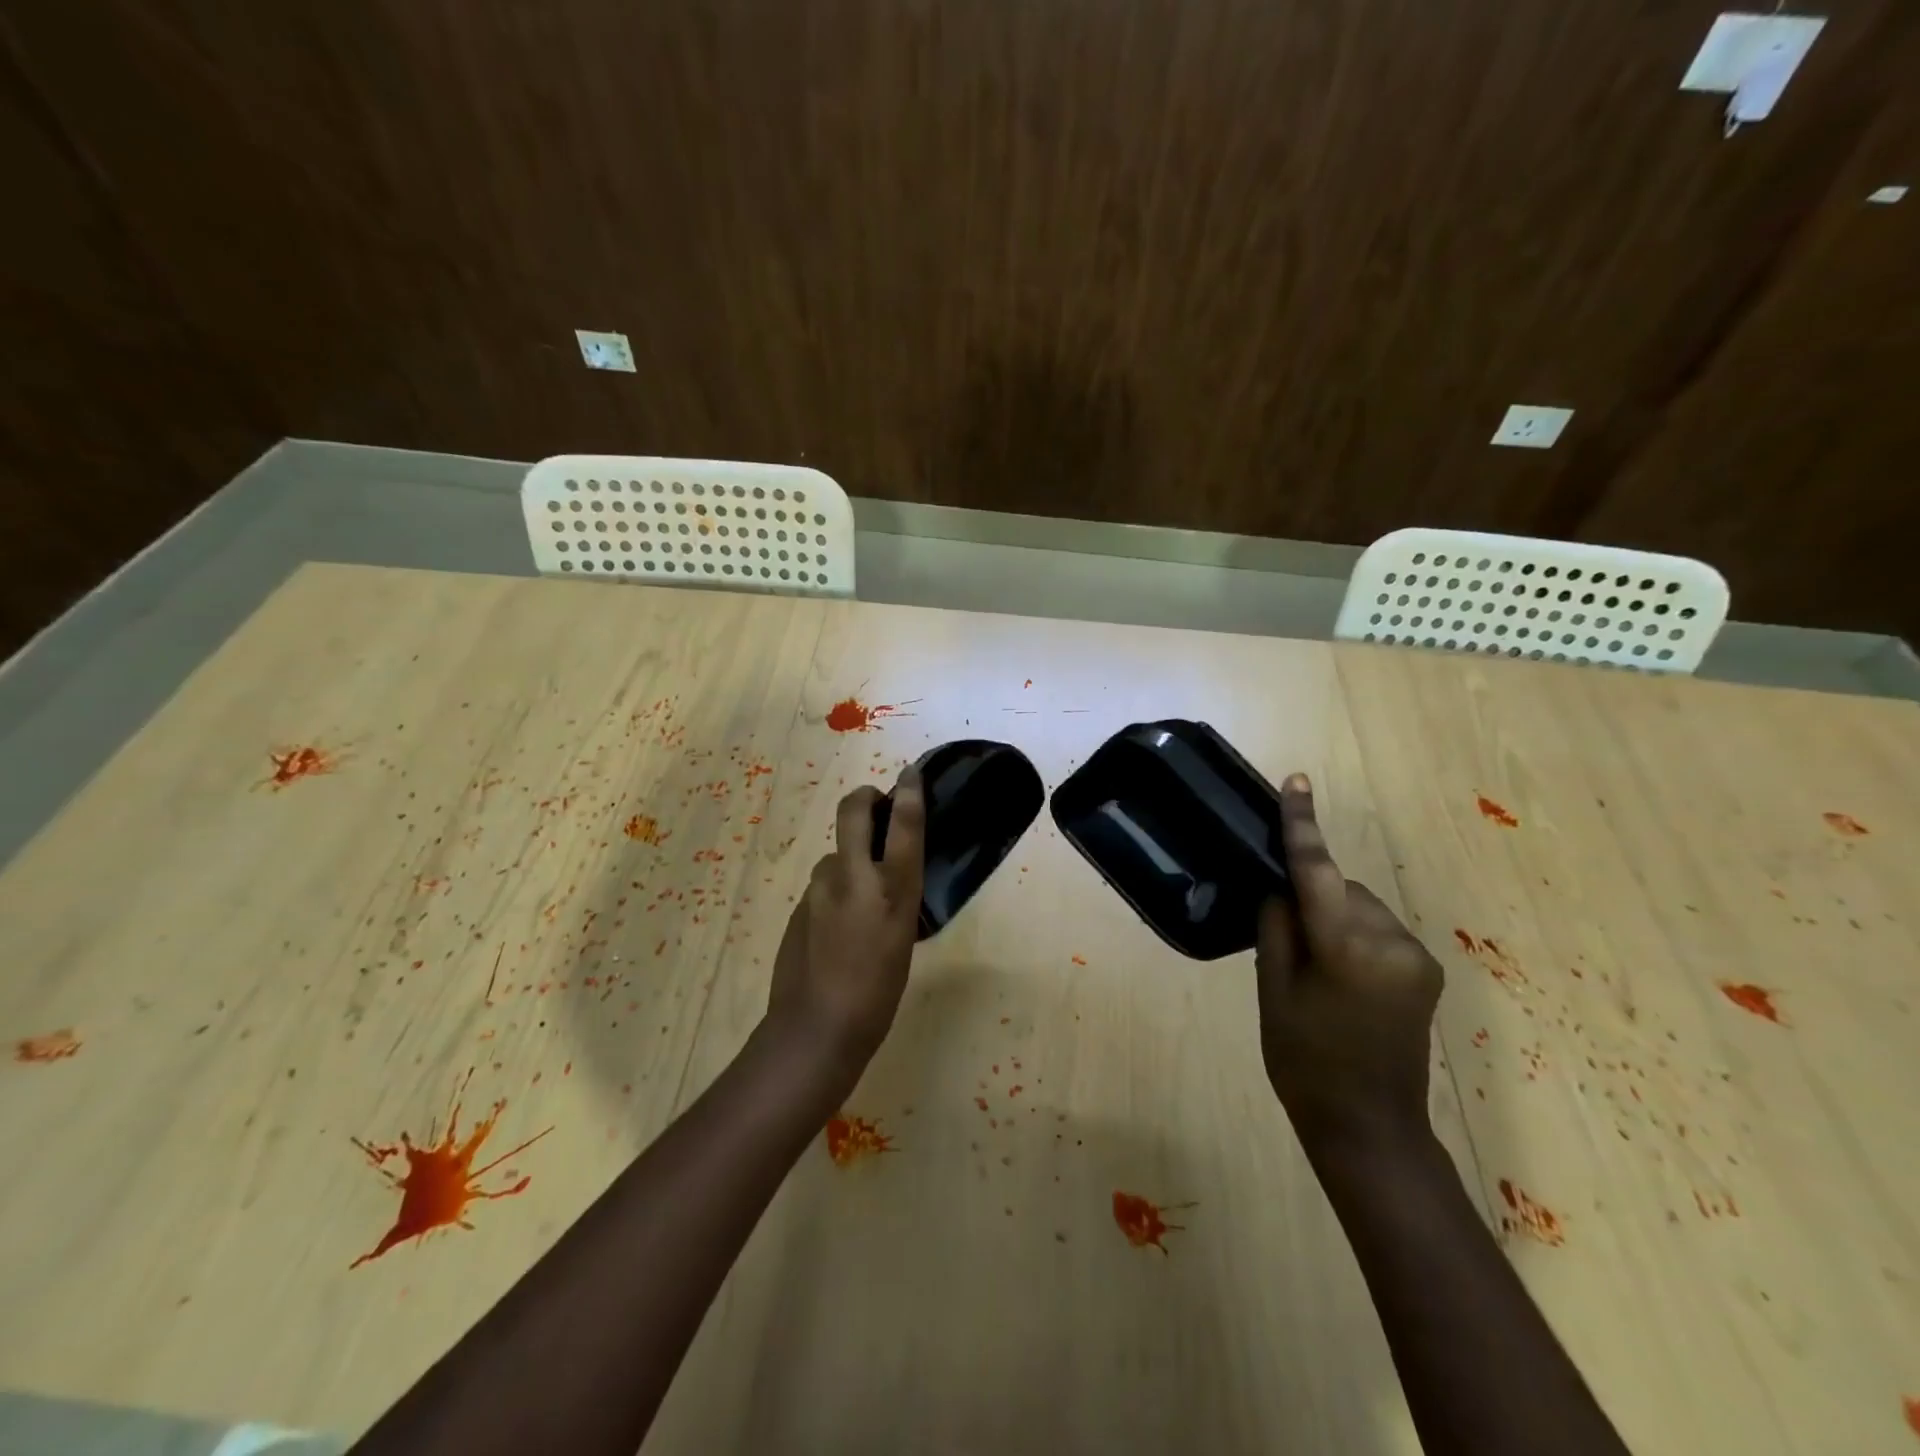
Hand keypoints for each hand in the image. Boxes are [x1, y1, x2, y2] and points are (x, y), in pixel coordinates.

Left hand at [766, 766, 925, 1075]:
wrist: (816, 1029)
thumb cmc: (877, 994)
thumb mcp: (903, 942)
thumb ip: (895, 901)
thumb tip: (886, 879)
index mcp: (892, 890)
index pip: (903, 824)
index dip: (909, 791)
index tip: (911, 772)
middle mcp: (853, 877)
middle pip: (853, 811)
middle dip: (864, 797)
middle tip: (875, 804)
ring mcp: (819, 889)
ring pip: (835, 853)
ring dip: (849, 857)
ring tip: (860, 893)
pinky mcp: (799, 905)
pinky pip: (822, 884)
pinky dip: (834, 889)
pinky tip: (838, 924)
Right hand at [1256, 773, 1442, 1155]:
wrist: (1370, 1128)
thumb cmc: (1305, 1061)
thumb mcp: (1274, 991)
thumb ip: (1277, 928)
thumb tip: (1284, 889)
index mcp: (1347, 947)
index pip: (1318, 870)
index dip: (1303, 825)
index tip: (1297, 781)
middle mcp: (1391, 941)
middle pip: (1341, 890)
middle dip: (1312, 896)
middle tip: (1284, 937)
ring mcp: (1416, 957)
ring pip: (1359, 909)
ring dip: (1333, 918)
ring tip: (1313, 967)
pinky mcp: (1425, 972)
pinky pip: (1377, 931)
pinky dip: (1352, 936)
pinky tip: (1340, 975)